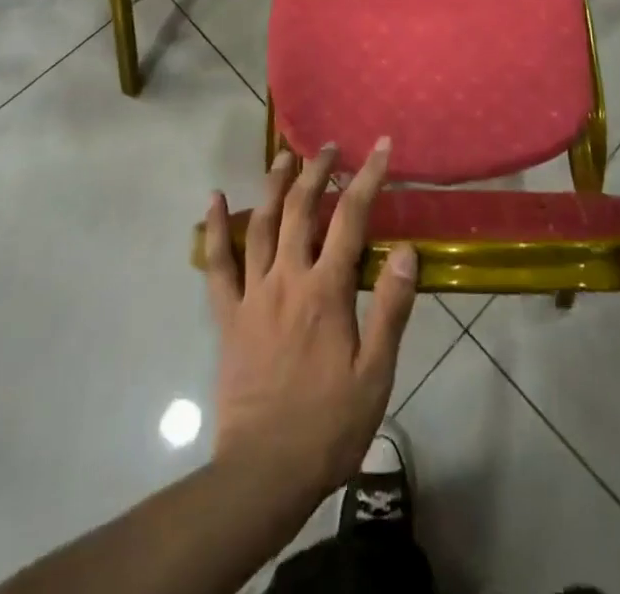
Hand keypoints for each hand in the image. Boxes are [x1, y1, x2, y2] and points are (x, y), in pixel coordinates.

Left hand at [202, 140, 418, 504]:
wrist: (264, 473)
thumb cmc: (329, 426)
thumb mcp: (376, 375)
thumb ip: (391, 309)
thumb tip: (405, 250)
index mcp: (326, 291)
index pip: (351, 218)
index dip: (367, 177)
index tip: (379, 147)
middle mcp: (287, 279)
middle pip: (302, 209)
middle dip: (317, 171)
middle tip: (329, 147)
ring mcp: (253, 294)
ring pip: (262, 224)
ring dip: (274, 185)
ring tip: (283, 155)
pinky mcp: (227, 315)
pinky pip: (217, 264)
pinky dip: (214, 228)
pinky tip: (214, 199)